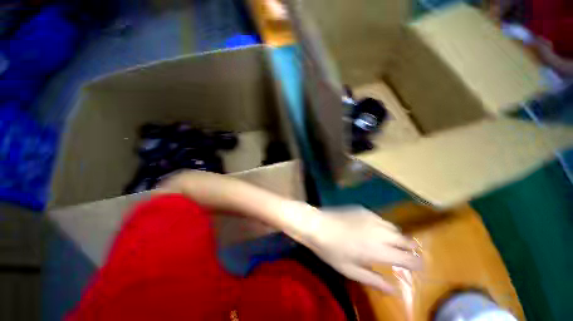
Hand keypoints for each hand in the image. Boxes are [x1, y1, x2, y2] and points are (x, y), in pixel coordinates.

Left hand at [287, 203, 421, 292]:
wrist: (317, 224)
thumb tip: (392, 290)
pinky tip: (372, 229)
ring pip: (392, 227)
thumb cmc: (331, 250)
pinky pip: (379, 218)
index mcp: (377, 250)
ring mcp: (370, 217)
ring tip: (390, 242)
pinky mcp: (362, 209)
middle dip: (408, 248)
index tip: (420, 266)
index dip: (416, 263)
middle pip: (403, 239)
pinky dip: (382, 226)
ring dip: (395, 236)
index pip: (406, 257)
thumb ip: (373, 280)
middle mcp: (378, 231)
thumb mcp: (350, 270)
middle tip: (405, 255)